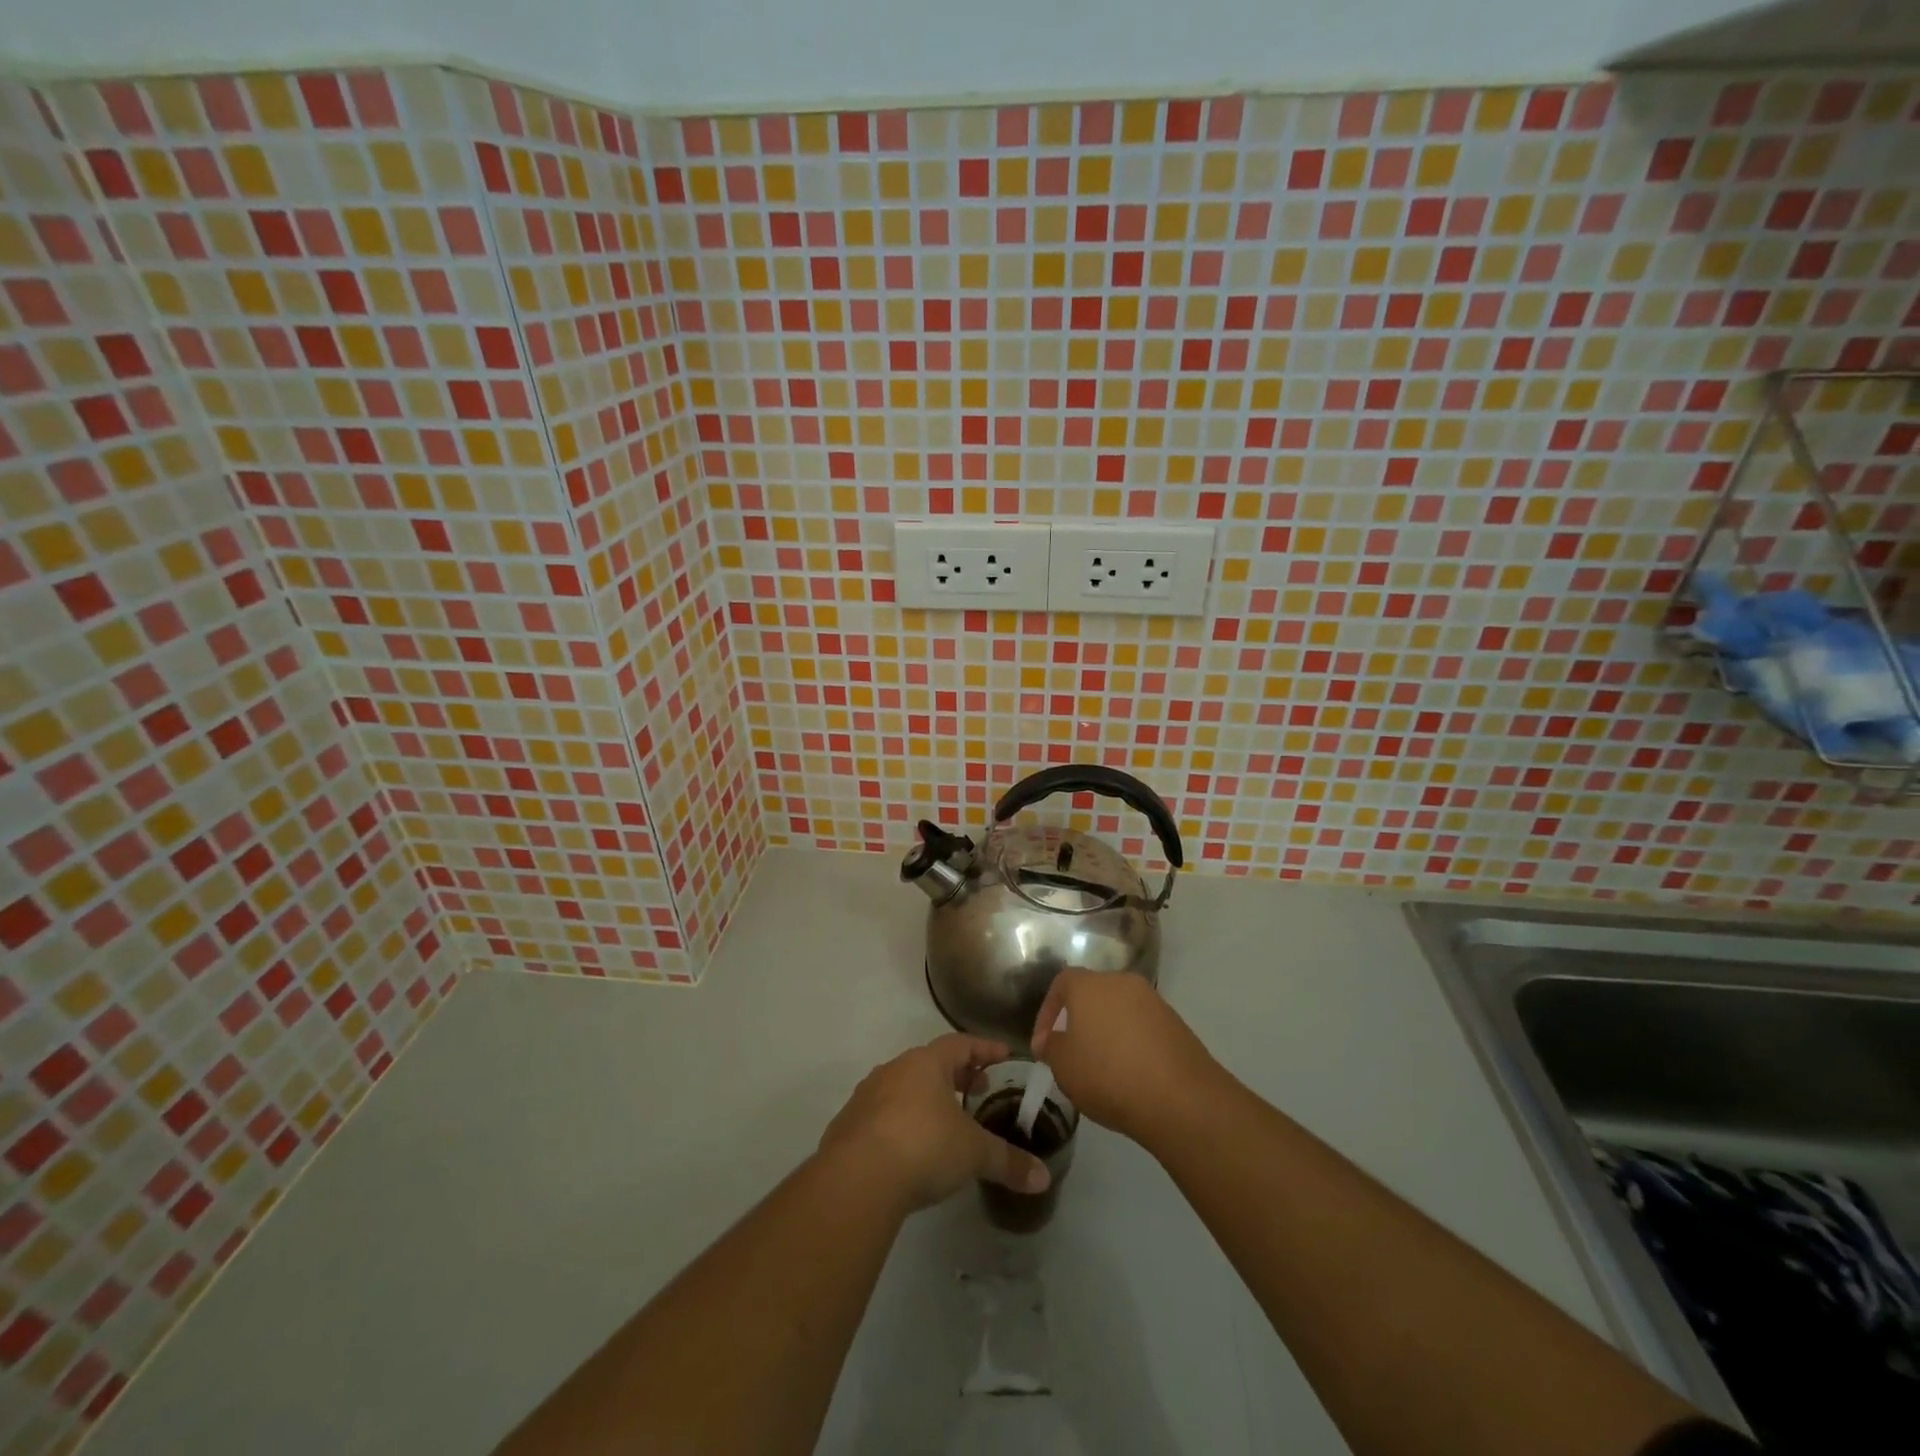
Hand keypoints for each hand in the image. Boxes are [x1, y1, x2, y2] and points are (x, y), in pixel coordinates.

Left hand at [819, 1034, 1050, 1212]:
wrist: (857, 1178)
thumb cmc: (923, 1147)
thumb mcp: (974, 1154)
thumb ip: (1009, 1162)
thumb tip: (1043, 1178)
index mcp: (926, 1064)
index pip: (960, 1043)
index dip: (984, 1048)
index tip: (1003, 1055)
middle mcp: (894, 1070)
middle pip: (930, 1063)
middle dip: (956, 1074)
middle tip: (978, 1088)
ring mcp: (866, 1096)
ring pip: (903, 1087)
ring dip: (925, 1098)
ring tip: (945, 1121)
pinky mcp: (847, 1125)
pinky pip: (881, 1115)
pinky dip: (901, 1123)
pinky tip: (910, 1148)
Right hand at [1030, 971, 1219, 1144]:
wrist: (1181, 1098)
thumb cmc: (1109, 1075)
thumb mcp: (1064, 1066)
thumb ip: (1051, 1047)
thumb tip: (1048, 1041)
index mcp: (1091, 985)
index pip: (1062, 982)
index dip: (1047, 1010)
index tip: (1044, 1042)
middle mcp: (1123, 983)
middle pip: (1094, 994)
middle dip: (1080, 1021)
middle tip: (1072, 1053)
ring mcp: (1154, 1002)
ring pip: (1120, 1011)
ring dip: (1108, 1033)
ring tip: (1102, 1068)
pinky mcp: (1177, 1024)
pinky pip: (1143, 1028)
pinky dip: (1132, 1044)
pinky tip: (1131, 1075)